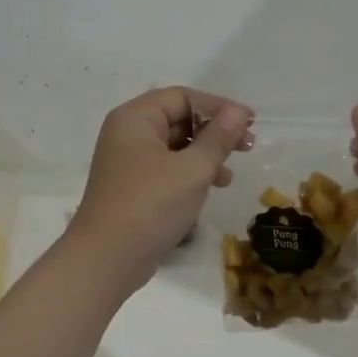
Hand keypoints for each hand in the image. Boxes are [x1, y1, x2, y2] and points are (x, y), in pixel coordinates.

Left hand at [70, 87, 253, 290]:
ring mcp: (128, 162)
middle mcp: (128, 133)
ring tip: (231, 174)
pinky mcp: (133, 187)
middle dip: (214, 132)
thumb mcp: (192, 170)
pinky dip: (191, 173)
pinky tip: (212, 188)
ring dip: (206, 154)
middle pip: (178, 119)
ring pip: (175, 146)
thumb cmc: (150, 205)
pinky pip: (167, 168)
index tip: (250, 122)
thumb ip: (218, 138)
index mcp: (135, 118)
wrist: (107, 259)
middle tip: (248, 147)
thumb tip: (239, 112)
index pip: (182, 97)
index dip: (218, 106)